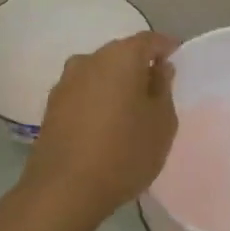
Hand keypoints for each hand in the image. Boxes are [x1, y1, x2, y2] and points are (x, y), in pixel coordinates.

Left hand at [23, 31, 178, 218]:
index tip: (177, 59)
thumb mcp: (161, 123)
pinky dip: (98, 100)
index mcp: (120, 57)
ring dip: (116, 84)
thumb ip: (163, 89)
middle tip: (157, 89)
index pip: (149, 40)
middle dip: (139, 66)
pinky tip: (106, 124)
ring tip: (131, 109)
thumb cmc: (124, 152)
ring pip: (99, 73)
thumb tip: (159, 69)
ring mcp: (65, 83)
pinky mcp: (52, 107)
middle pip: (121, 54)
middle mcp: (89, 60)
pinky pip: (83, 93)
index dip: (166, 48)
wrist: (64, 190)